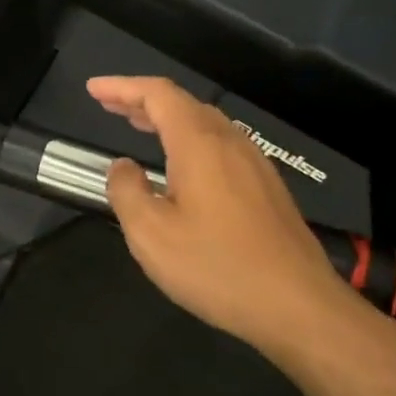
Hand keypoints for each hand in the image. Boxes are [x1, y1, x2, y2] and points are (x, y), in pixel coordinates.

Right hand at [87, 75, 365, 365]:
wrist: (302, 309)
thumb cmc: (218, 268)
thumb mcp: (151, 235)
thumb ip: (127, 191)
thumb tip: (123, 167)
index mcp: (199, 144)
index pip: (157, 94)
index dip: (122, 86)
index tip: (93, 89)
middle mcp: (229, 143)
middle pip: (182, 103)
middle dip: (142, 99)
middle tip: (109, 104)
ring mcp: (255, 164)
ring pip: (205, 122)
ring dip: (167, 118)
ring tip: (139, 125)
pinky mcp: (268, 188)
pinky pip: (221, 144)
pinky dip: (190, 138)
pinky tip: (182, 164)